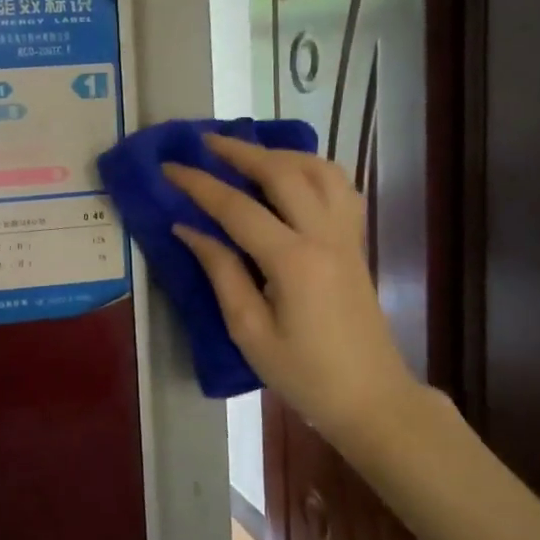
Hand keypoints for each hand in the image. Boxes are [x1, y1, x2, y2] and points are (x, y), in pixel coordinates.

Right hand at [164, 135, 423, 448]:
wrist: (371, 398)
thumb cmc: (303, 374)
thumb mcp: (249, 330)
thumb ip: (221, 272)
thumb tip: (188, 228)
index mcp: (293, 261)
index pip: (237, 207)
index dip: (199, 184)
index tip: (168, 167)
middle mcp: (324, 236)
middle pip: (282, 173)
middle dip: (240, 151)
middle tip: (205, 141)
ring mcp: (347, 236)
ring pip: (319, 170)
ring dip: (281, 153)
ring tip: (248, 153)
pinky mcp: (356, 243)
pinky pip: (339, 188)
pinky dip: (313, 169)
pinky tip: (292, 176)